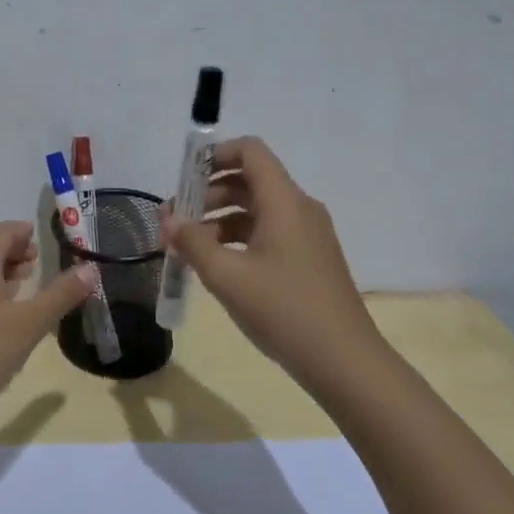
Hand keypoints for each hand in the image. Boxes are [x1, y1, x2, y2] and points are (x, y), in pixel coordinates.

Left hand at [0, 221, 94, 432]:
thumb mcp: (30, 323)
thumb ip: (61, 293)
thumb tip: (91, 268)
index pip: (6, 231)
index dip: (27, 234)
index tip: (47, 243)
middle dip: (15, 251)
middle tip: (39, 263)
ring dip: (0, 270)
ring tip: (25, 284)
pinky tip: (1, 312)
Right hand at [159, 137, 376, 377]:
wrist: (344, 362)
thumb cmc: (284, 310)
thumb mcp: (227, 276)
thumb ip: (192, 242)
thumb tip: (169, 219)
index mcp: (284, 202)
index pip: (250, 151)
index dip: (214, 155)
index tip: (183, 179)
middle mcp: (299, 209)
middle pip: (248, 180)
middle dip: (206, 193)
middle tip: (174, 221)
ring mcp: (307, 235)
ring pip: (256, 209)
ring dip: (218, 219)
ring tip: (187, 247)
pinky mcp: (308, 258)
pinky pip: (267, 232)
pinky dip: (237, 238)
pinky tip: (215, 265)